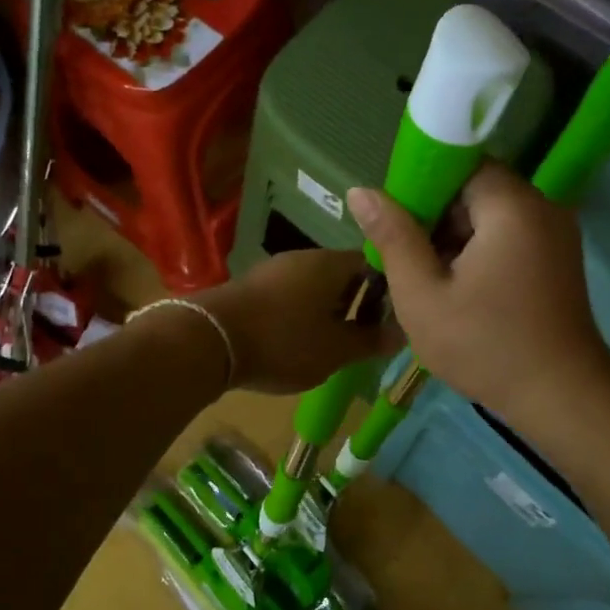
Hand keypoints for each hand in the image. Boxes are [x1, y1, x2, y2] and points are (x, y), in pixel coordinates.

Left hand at [195, 249, 396, 394]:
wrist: (208, 339)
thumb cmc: (282, 341)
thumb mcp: (335, 351)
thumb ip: (369, 341)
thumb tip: (402, 332)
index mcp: (331, 264)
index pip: (373, 264)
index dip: (390, 289)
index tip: (395, 318)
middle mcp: (304, 258)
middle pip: (342, 275)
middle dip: (357, 304)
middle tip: (365, 338)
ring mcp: (274, 270)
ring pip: (314, 287)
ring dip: (327, 311)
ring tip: (333, 345)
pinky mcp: (252, 287)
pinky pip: (289, 296)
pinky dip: (301, 315)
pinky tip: (298, 342)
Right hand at [349, 162, 609, 428]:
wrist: (562, 398)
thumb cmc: (485, 346)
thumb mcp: (423, 295)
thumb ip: (393, 237)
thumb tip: (360, 191)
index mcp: (511, 206)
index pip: (460, 163)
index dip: (421, 184)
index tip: (394, 220)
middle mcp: (542, 208)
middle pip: (476, 189)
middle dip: (435, 216)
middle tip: (403, 255)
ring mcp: (556, 234)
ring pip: (491, 215)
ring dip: (456, 237)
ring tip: (426, 276)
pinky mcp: (558, 259)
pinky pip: (509, 236)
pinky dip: (480, 251)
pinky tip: (458, 287)